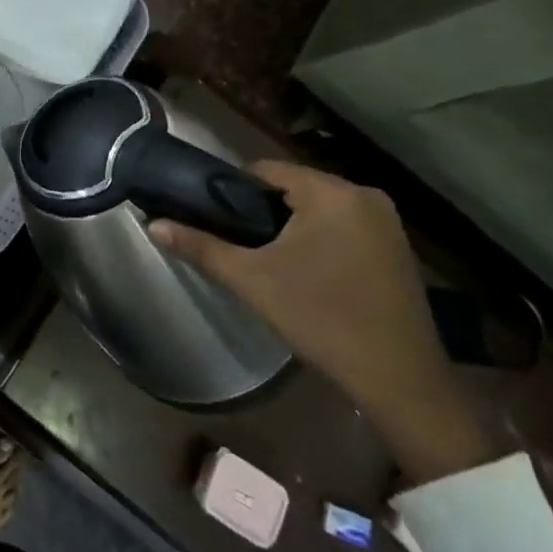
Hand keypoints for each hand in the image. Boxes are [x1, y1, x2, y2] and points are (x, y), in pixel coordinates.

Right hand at [149, 160, 493, 484]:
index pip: (268, 169)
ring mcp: (388, 222)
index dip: (235, 190)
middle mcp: (365, 195)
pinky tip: (310, 273)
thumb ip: (202, 247)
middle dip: (265, 211)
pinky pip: (345, 226)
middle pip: (295, 187)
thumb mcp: (252, 281)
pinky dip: (322, 239)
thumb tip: (153, 224)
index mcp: (332, 192)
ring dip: (294, 226)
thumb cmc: (321, 320)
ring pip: (320, 208)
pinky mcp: (398, 248)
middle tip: (242, 246)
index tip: (218, 219)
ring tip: (271, 261)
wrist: (399, 382)